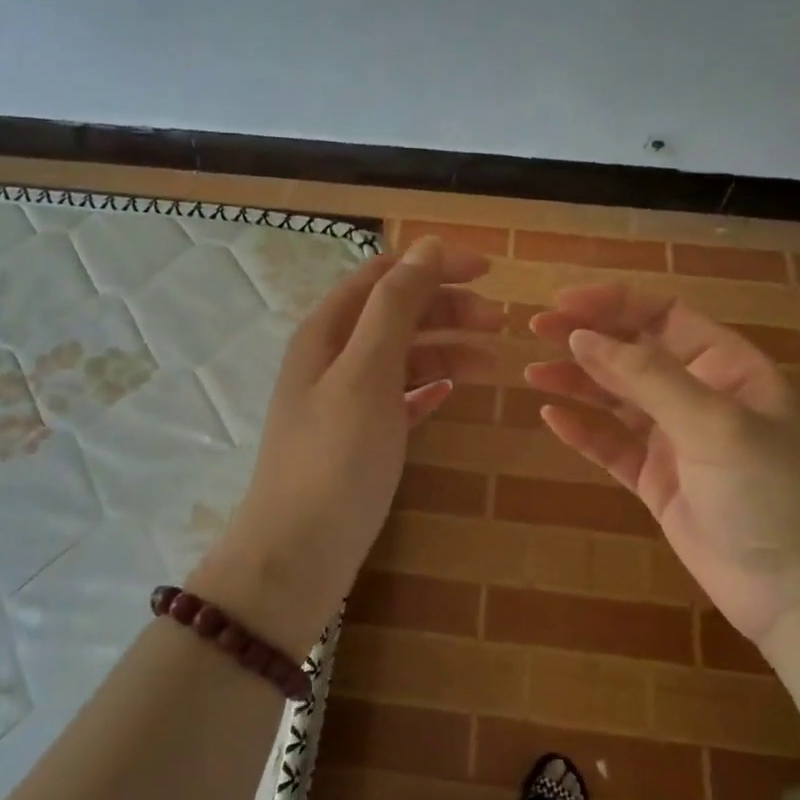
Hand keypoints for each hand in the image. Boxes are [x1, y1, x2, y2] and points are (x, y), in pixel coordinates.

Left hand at [191, 237, 497, 656]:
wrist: (298, 553)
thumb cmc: (335, 457)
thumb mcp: (366, 372)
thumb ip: (395, 306)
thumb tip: (426, 246)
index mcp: (327, 331)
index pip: (383, 276)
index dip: (433, 266)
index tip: (488, 272)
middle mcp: (332, 357)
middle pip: (395, 313)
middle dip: (447, 309)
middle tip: (500, 322)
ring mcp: (343, 400)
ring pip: (401, 357)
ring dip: (445, 350)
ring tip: (492, 363)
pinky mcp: (358, 438)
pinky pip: (398, 398)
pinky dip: (427, 388)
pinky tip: (451, 393)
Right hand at [526, 281, 799, 650]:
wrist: (799, 594)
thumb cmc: (770, 494)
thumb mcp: (714, 423)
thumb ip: (646, 378)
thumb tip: (582, 337)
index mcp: (727, 367)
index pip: (663, 316)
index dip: (613, 304)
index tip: (562, 304)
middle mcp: (700, 396)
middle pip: (634, 353)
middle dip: (587, 339)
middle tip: (535, 331)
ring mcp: (677, 441)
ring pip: (617, 399)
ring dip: (577, 383)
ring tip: (532, 374)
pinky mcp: (657, 482)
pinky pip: (612, 447)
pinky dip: (583, 431)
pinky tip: (552, 418)